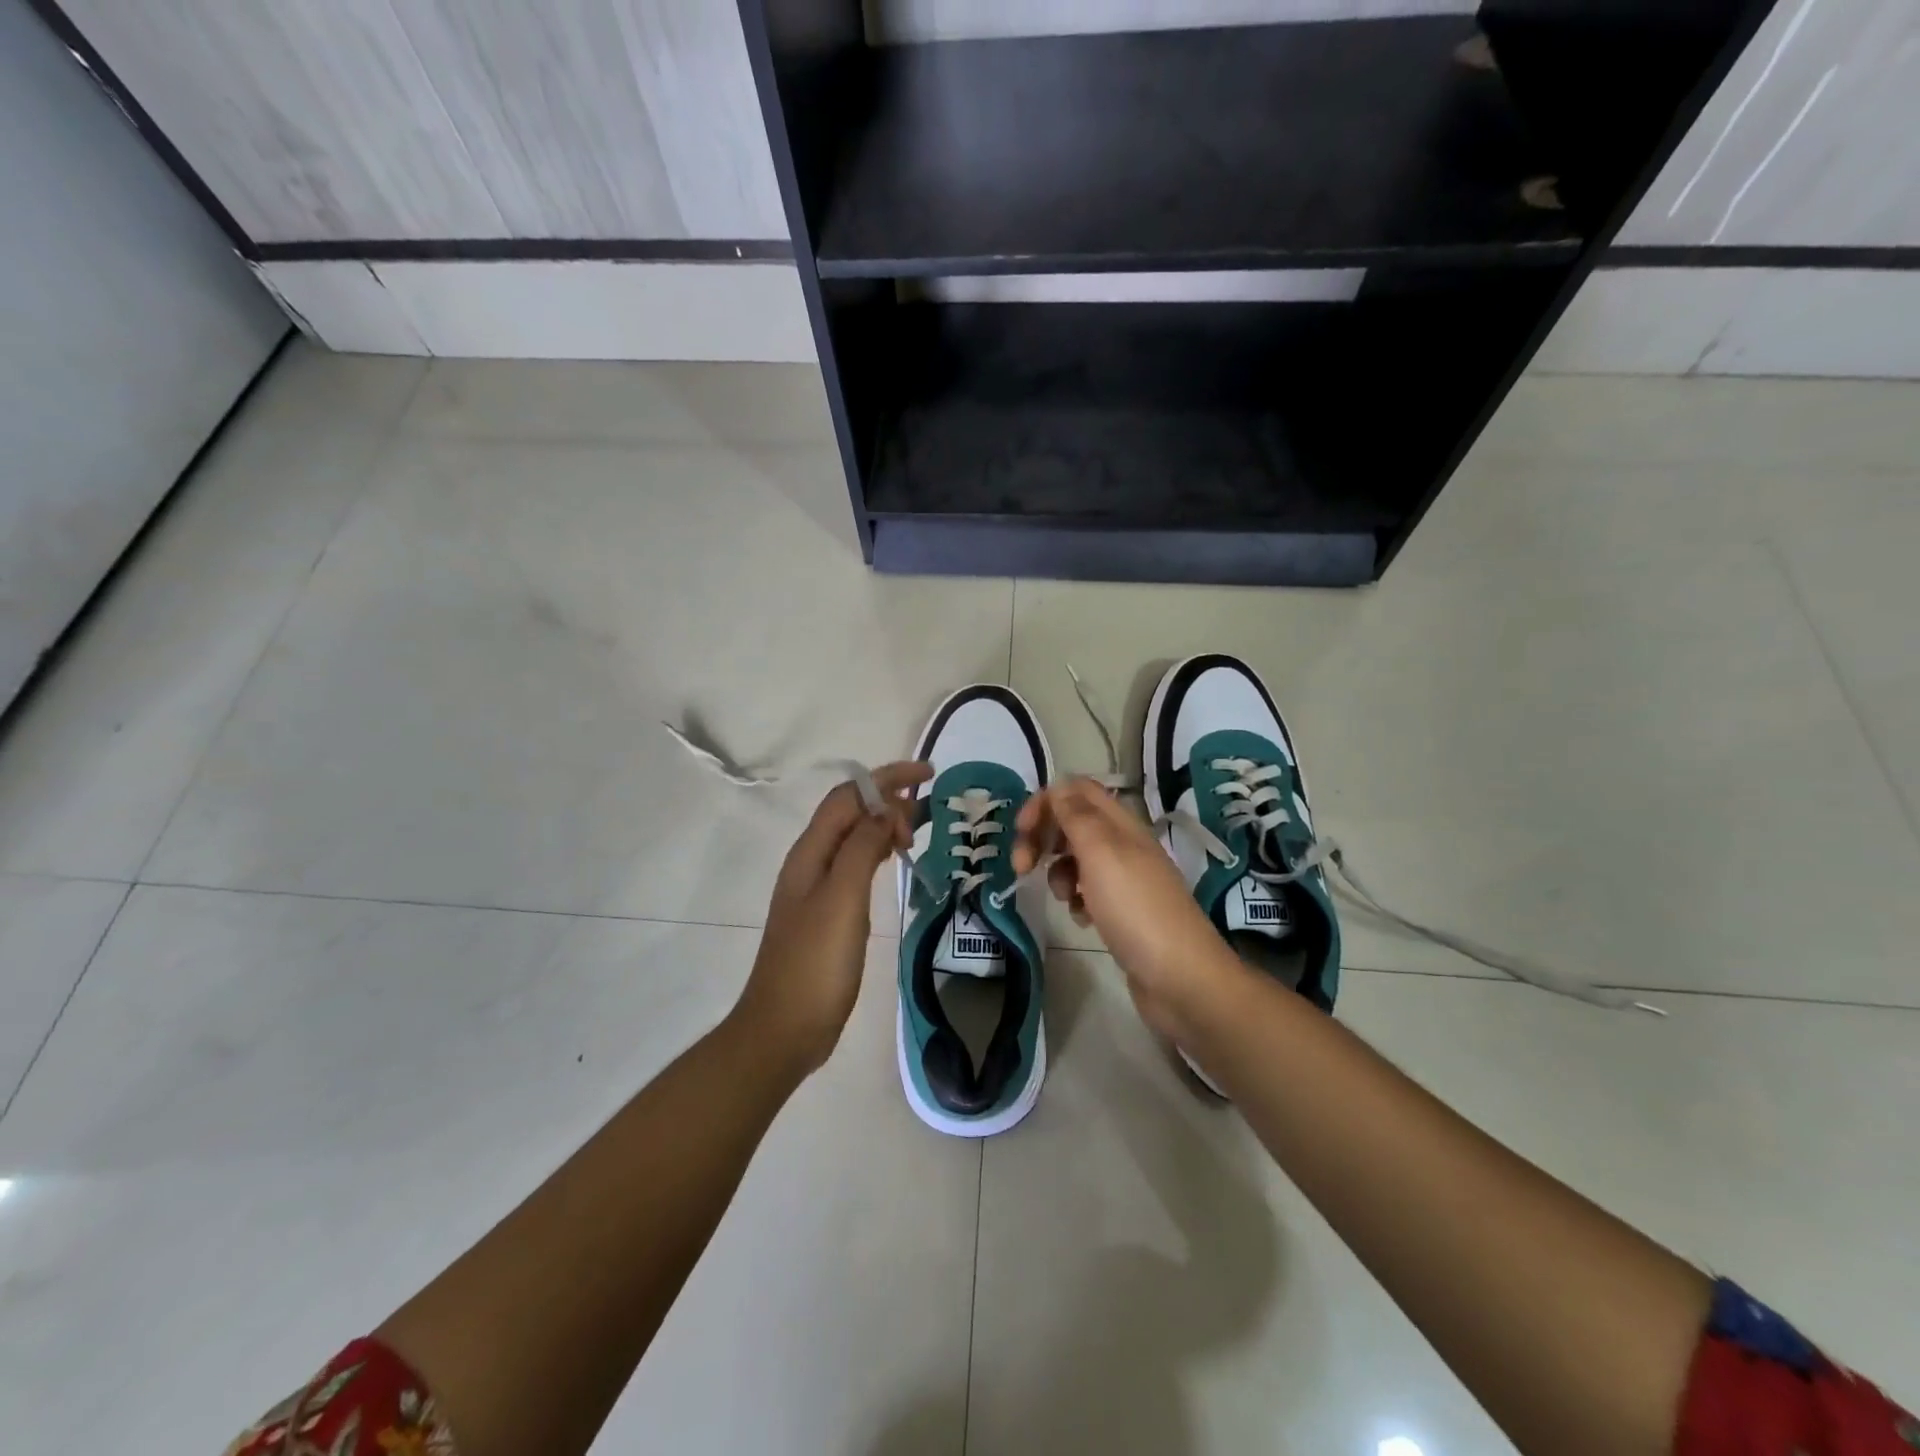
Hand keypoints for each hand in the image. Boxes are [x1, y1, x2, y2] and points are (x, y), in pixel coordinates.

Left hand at [733, 761, 931, 1075]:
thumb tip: (885, 809)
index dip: (887, 778)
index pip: (849, 796)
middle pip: (850, 812)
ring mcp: (817, 888)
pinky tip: (893, 862)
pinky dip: (877, 851)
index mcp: (810, 852)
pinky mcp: (827, 912)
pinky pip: (855, 864)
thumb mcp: (843, 899)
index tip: (928, 775)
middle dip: (887, 799)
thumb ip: (862, 848)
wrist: (784, 1028)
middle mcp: (811, 862)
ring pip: (853, 838)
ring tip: (917, 831)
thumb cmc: (815, 963)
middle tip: (926, 816)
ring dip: (883, 824)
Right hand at [1012, 778, 1239, 1036]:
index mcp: (1121, 824)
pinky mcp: (1123, 912)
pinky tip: (1082, 918)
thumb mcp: (1101, 853)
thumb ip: (1077, 816)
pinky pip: (1088, 893)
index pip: (1076, 791)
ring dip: (1058, 873)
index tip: (1021, 831)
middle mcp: (1123, 845)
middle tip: (1022, 866)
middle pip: (1073, 824)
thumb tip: (1058, 786)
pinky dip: (1077, 900)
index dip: (1045, 802)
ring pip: (1077, 860)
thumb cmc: (1136, 909)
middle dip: (1043, 839)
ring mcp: (1125, 880)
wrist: (1180, 978)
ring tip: (1064, 898)